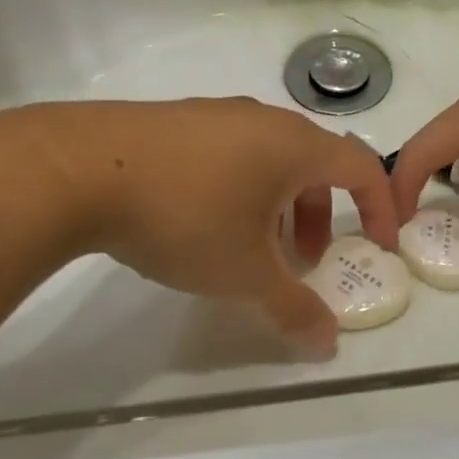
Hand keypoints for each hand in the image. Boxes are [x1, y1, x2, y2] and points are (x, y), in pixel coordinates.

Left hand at [73, 98, 397, 352]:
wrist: (79, 168)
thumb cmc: (186, 216)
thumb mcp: (244, 273)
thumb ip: (292, 307)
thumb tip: (326, 343)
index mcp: (295, 145)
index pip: (361, 167)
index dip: (378, 207)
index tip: (379, 245)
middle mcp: (263, 120)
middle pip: (313, 165)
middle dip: (317, 216)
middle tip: (300, 262)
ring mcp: (216, 114)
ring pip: (269, 159)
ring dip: (277, 205)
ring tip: (247, 248)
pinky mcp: (175, 120)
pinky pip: (230, 153)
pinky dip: (240, 188)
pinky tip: (200, 222)